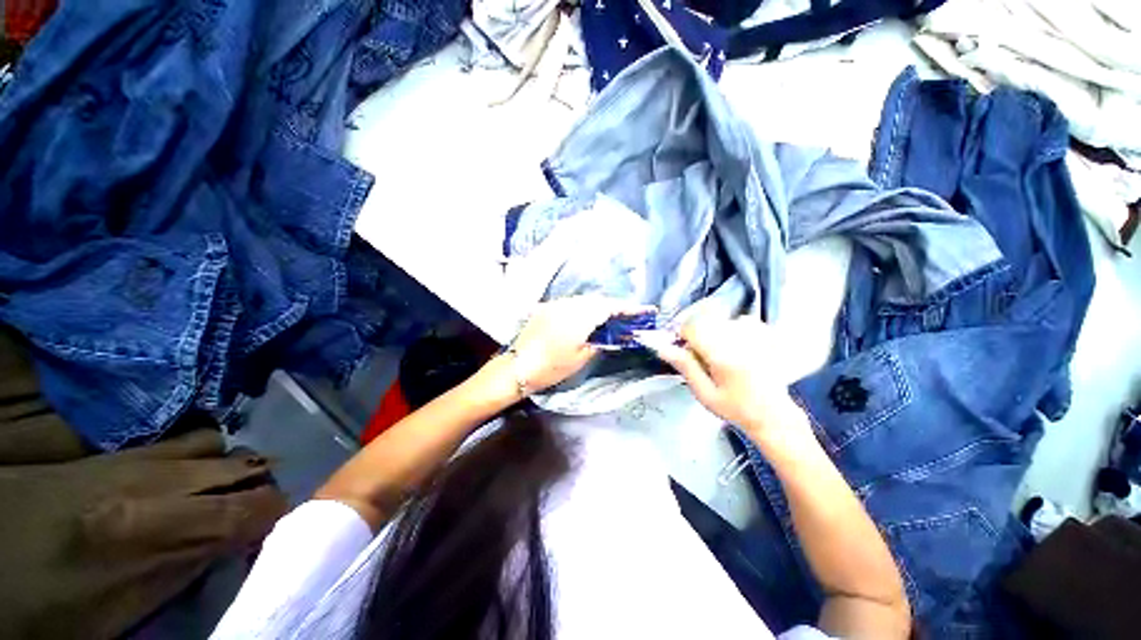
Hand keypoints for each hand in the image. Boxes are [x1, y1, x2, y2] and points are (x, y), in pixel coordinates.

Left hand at [511, 296, 652, 392]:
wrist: (518, 367)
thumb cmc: (552, 366)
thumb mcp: (581, 357)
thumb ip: (600, 342)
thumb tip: (611, 336)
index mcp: (581, 316)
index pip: (611, 307)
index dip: (629, 308)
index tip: (647, 310)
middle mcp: (569, 304)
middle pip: (598, 300)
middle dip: (614, 306)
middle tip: (627, 316)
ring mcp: (556, 304)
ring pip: (584, 300)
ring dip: (599, 306)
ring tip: (609, 317)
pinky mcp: (546, 308)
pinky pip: (571, 303)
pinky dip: (583, 308)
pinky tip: (586, 317)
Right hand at [651, 318, 802, 433]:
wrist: (773, 415)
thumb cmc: (735, 407)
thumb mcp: (704, 393)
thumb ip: (685, 367)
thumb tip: (663, 348)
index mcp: (722, 355)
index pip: (692, 327)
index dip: (682, 335)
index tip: (684, 349)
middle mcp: (739, 339)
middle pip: (706, 320)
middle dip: (699, 333)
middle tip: (703, 356)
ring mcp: (756, 335)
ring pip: (723, 320)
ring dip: (716, 332)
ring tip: (722, 355)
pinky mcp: (767, 335)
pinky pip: (742, 321)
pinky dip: (734, 330)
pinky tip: (738, 347)